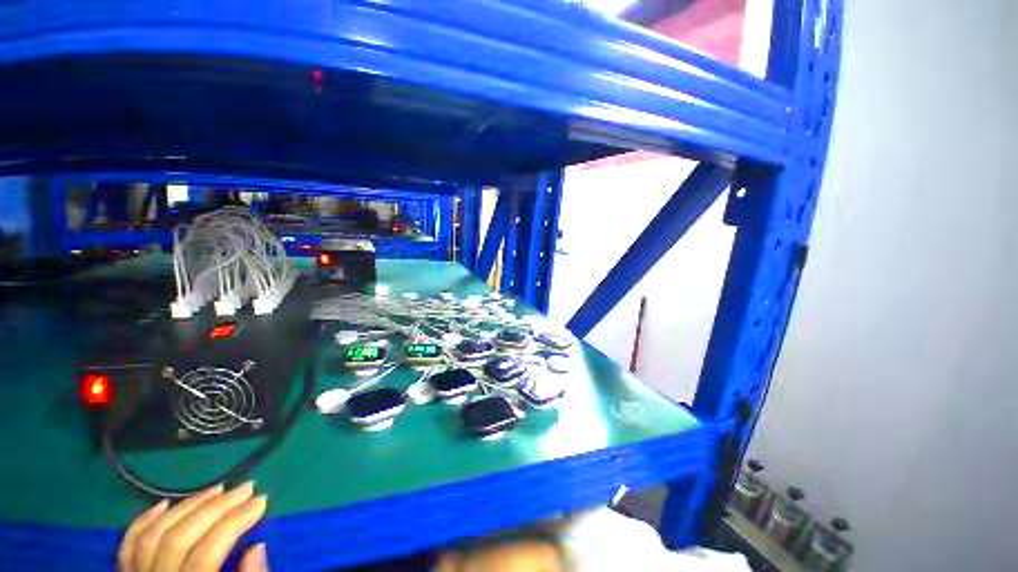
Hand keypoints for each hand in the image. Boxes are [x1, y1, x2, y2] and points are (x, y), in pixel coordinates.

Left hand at [118, 482, 268, 571]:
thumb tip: (257, 547)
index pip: (206, 553)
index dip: (234, 523)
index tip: (262, 502)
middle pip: (179, 539)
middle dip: (216, 508)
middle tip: (246, 488)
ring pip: (154, 536)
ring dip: (186, 507)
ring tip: (216, 489)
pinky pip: (128, 546)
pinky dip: (144, 522)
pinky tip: (164, 504)